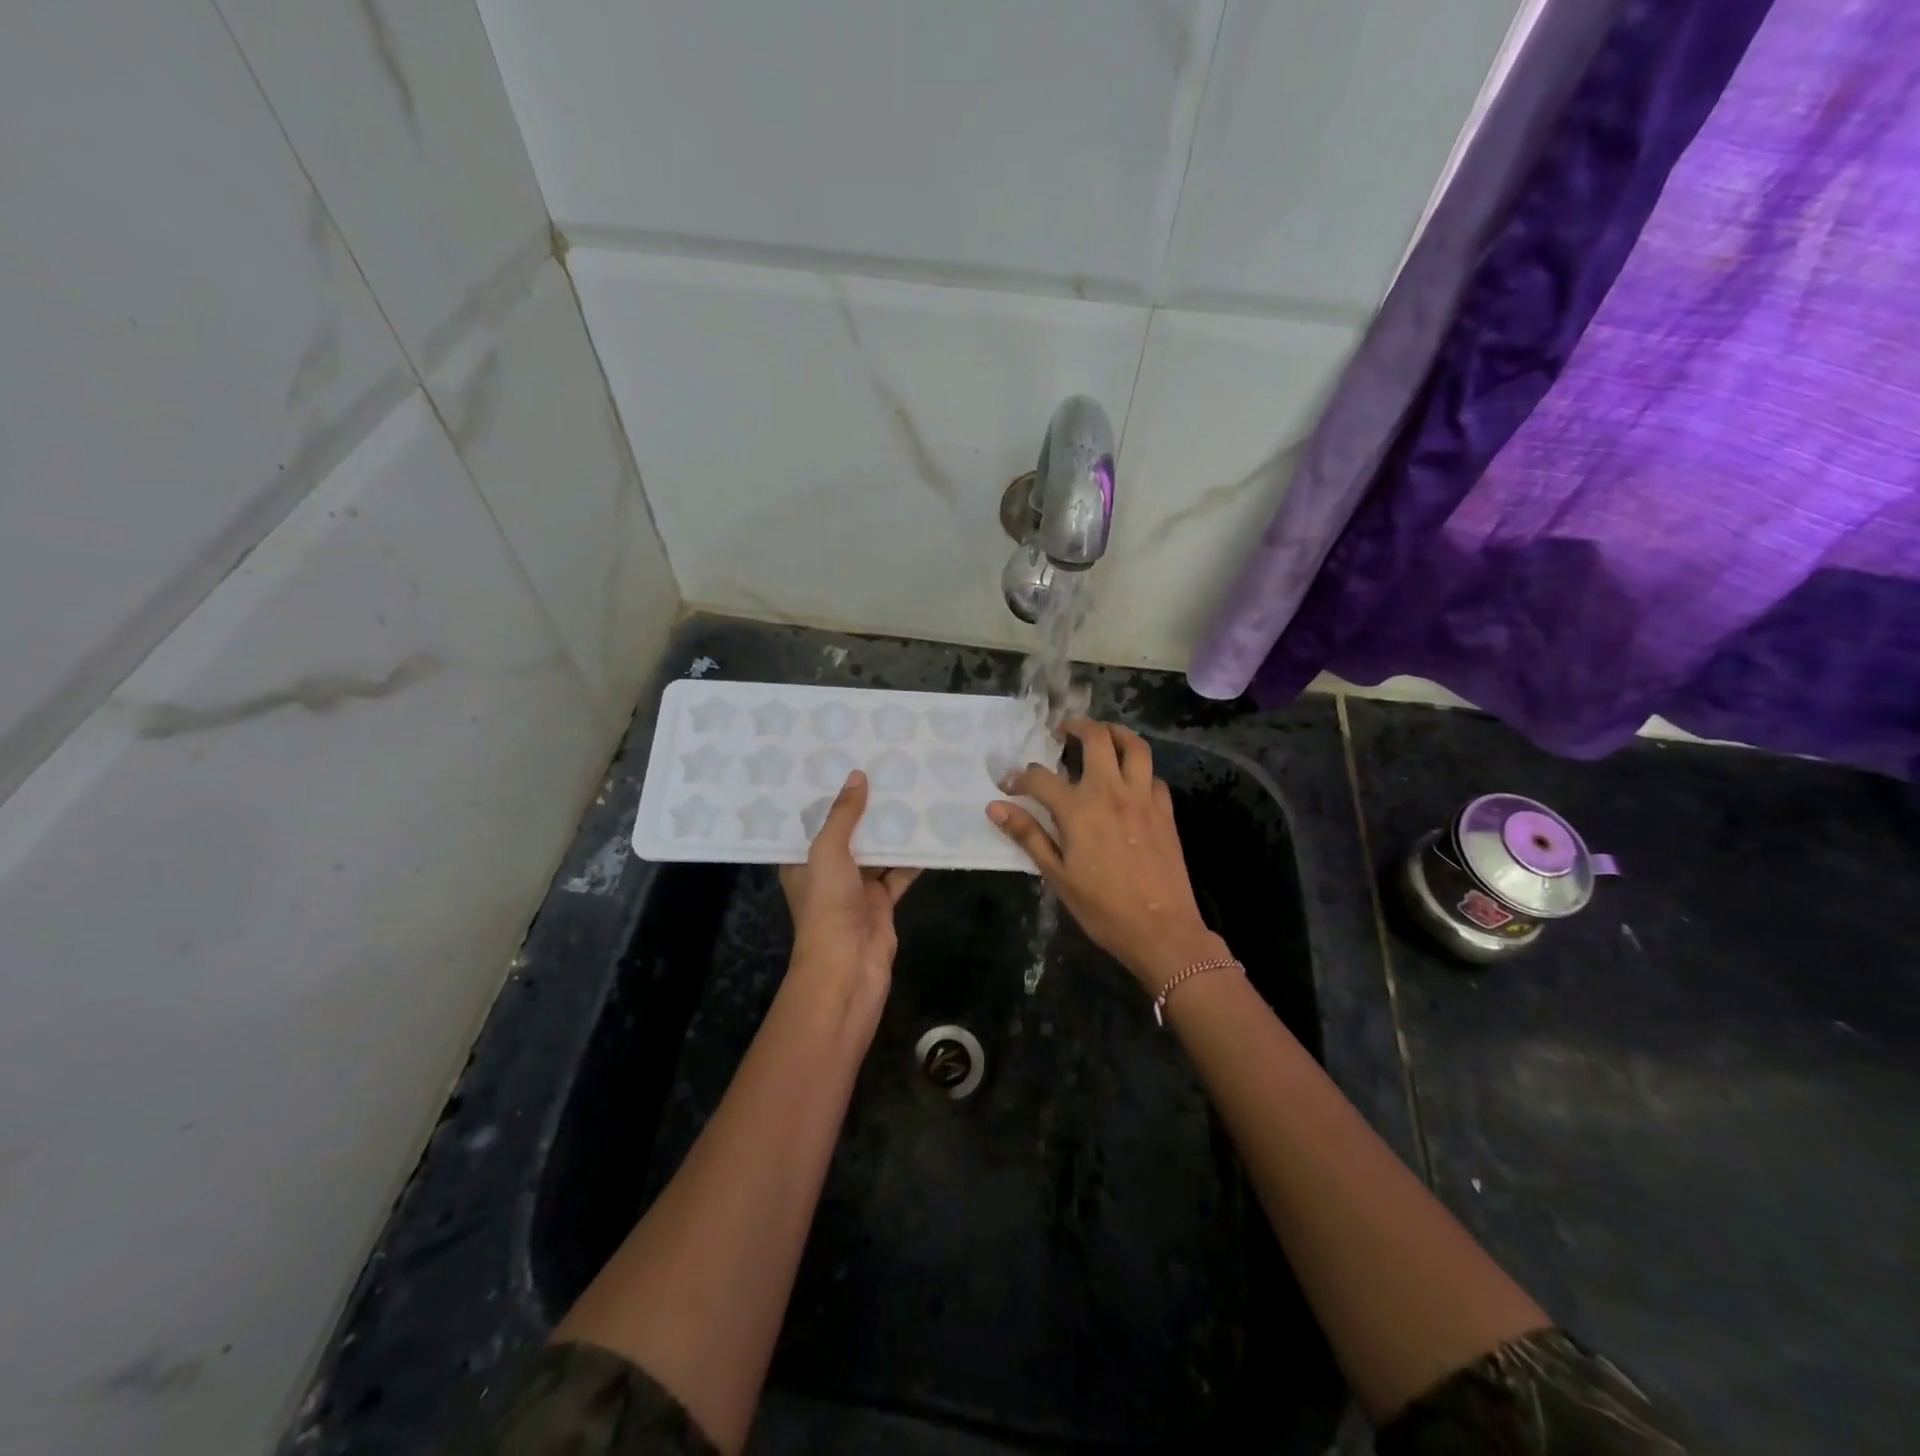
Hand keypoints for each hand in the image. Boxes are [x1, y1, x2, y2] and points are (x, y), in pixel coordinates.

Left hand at [780, 771, 919, 1008]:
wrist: (848, 966)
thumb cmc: (827, 905)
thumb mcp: (827, 852)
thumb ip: (843, 815)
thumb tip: (857, 776)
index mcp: (802, 860)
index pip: (812, 821)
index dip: (827, 795)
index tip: (844, 763)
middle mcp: (827, 871)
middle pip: (849, 833)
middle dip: (866, 808)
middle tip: (886, 770)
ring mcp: (856, 888)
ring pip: (877, 851)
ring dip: (892, 830)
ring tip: (912, 791)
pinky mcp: (882, 902)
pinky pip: (899, 872)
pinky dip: (913, 857)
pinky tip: (930, 832)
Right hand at [988, 719, 1225, 992]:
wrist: (1161, 930)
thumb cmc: (1102, 908)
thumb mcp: (1057, 875)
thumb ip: (1027, 835)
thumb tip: (995, 807)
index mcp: (1079, 809)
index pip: (1041, 777)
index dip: (1020, 777)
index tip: (1010, 785)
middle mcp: (1112, 792)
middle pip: (1097, 738)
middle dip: (1077, 726)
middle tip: (1063, 731)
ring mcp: (1143, 798)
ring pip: (1134, 745)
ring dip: (1115, 733)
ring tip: (1101, 738)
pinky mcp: (1165, 810)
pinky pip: (1153, 775)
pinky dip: (1138, 769)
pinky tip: (1129, 782)